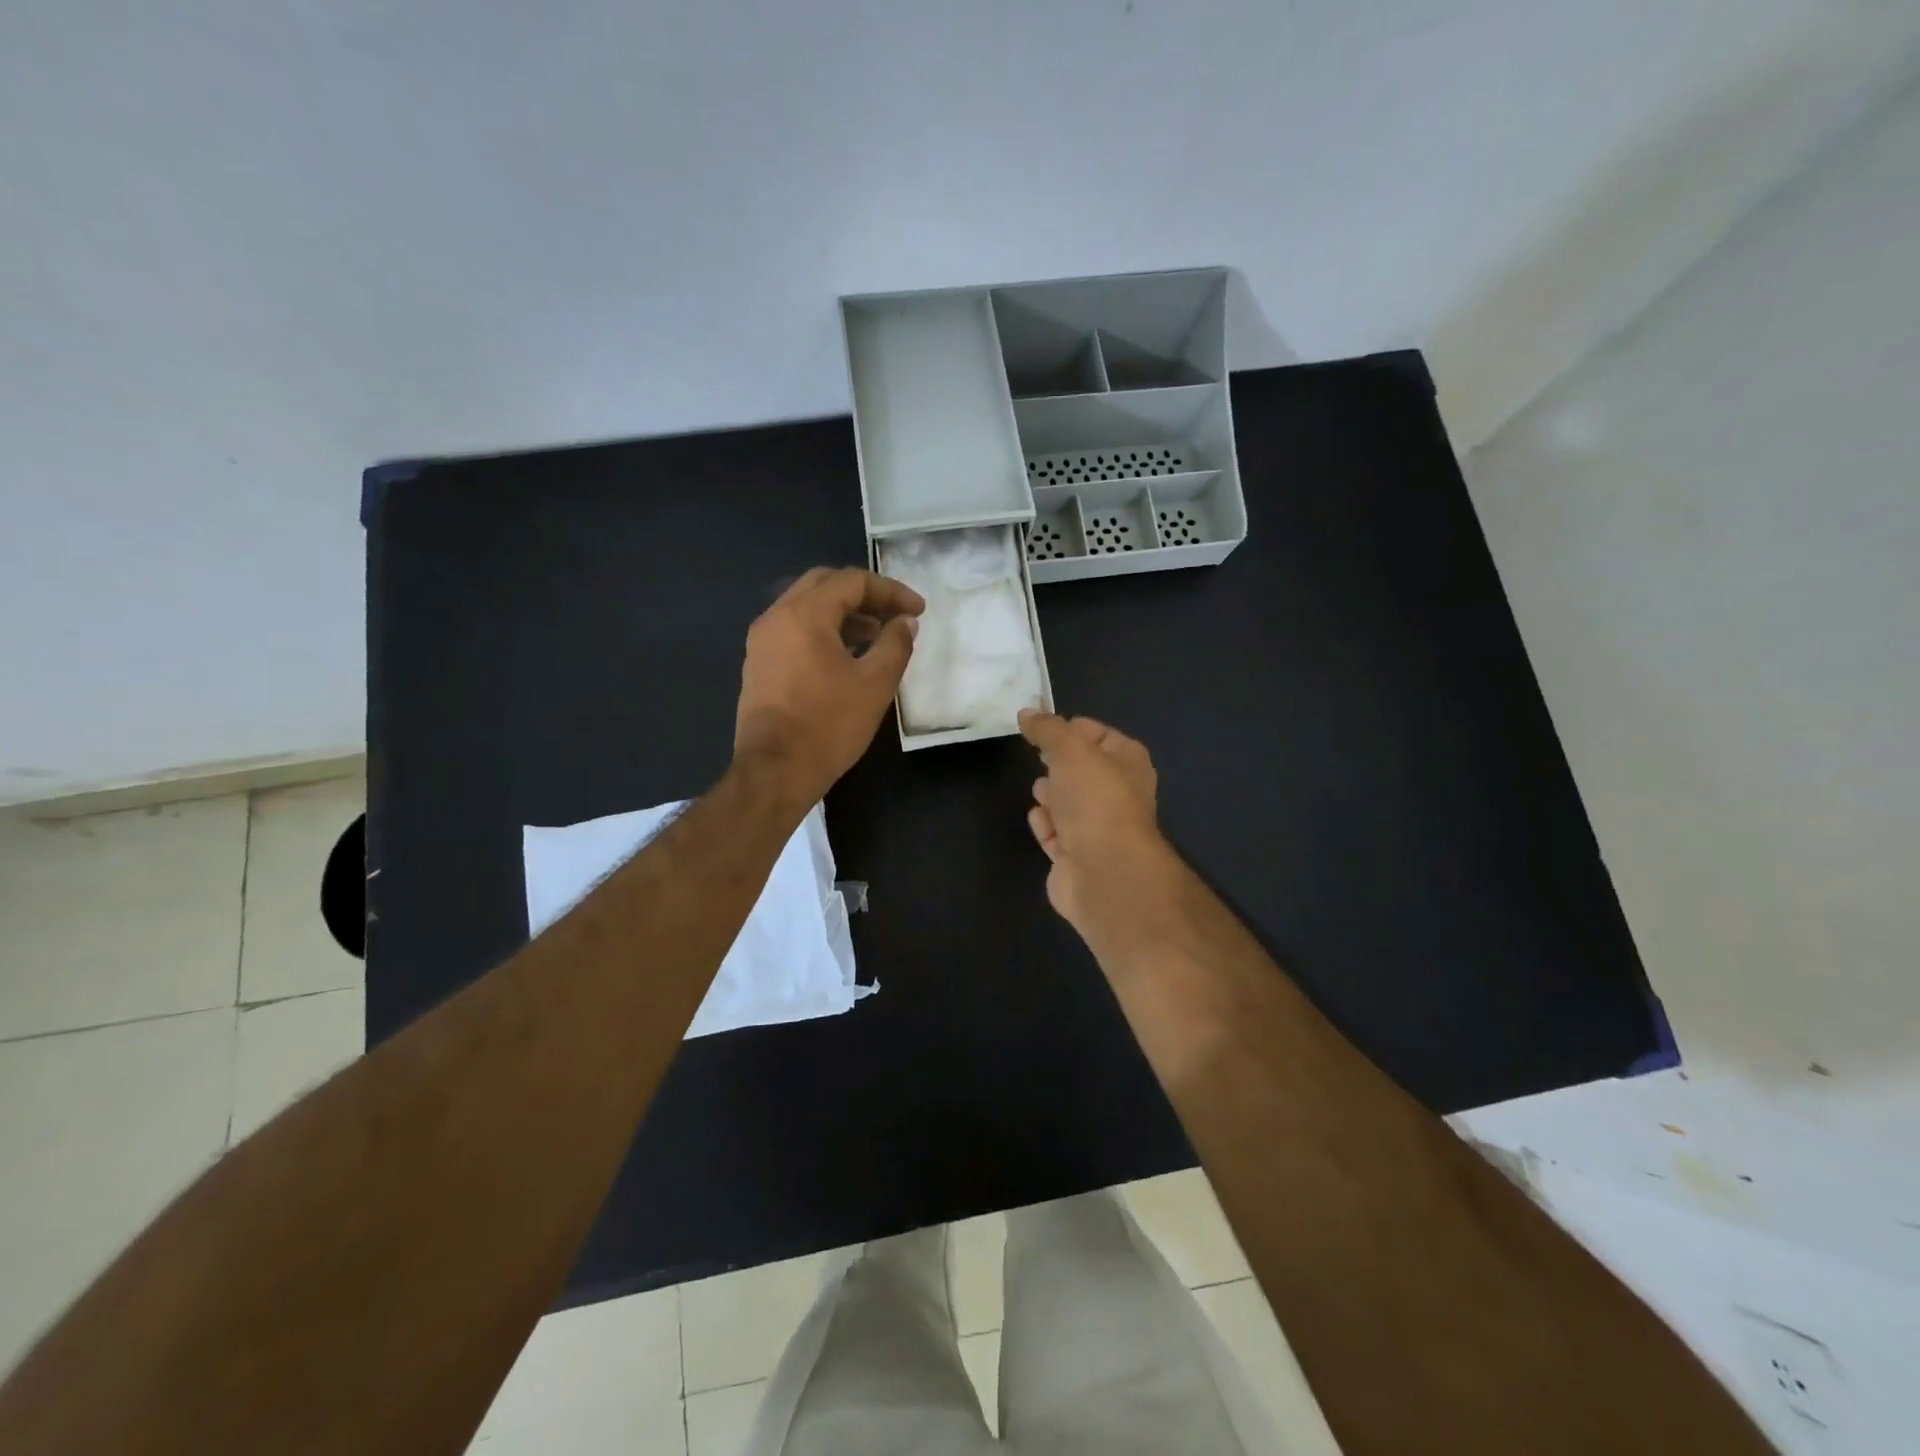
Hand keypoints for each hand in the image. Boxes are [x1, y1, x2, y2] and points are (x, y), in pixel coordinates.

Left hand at [735, 567, 923, 807]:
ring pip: (806, 607)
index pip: (852, 581)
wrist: (775, 771)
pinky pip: (794, 630)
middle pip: (824, 584)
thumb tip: (905, 622)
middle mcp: (776, 617)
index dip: (890, 591)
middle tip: (894, 615)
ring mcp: (762, 641)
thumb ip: (895, 644)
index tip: (918, 611)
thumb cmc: (829, 725)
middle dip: (864, 594)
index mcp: (804, 614)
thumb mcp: (875, 684)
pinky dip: (823, 631)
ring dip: (843, 613)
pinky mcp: (758, 664)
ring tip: (876, 636)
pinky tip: (846, 656)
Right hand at [1019, 708, 1176, 949]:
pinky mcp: (1077, 857)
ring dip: (1051, 796)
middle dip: (1058, 765)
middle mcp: (1118, 793)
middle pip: (1081, 771)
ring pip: (1068, 803)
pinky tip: (1040, 820)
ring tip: (1040, 793)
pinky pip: (1056, 833)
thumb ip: (1047, 729)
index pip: (1098, 734)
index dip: (1070, 728)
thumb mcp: (1070, 749)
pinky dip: (1046, 826)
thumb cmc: (1095, 798)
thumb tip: (1027, 713)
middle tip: (1039, 759)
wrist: (1103, 870)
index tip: (1041, 728)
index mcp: (1128, 761)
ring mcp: (1099, 828)